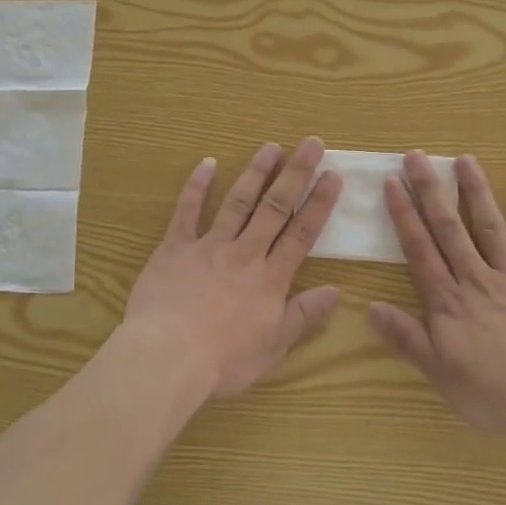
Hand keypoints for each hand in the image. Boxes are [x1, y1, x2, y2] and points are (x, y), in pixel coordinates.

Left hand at [118, 137, 343, 400]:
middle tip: (311, 143)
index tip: (333, 176)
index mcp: (270, 279)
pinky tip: (207, 163)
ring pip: (237, 202)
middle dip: (296, 173)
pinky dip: (196, 186)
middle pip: (275, 207)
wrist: (168, 357)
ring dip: (256, 172)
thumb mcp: (274, 348)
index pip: (302, 234)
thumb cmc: (224, 362)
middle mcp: (245, 253)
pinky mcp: (175, 248)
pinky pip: (187, 211)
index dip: (320, 204)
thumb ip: (304, 316)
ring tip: (271, 146)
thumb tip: (337, 291)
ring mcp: (209, 246)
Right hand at [369, 152, 505, 443]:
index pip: (420, 249)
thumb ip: (407, 338)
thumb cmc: (496, 396)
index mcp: (449, 301)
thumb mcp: (441, 375)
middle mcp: (478, 279)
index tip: (393, 183)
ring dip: (475, 191)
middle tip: (417, 156)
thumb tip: (371, 308)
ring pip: (490, 227)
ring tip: (464, 160)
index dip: (404, 214)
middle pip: (449, 228)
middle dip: (431, 190)